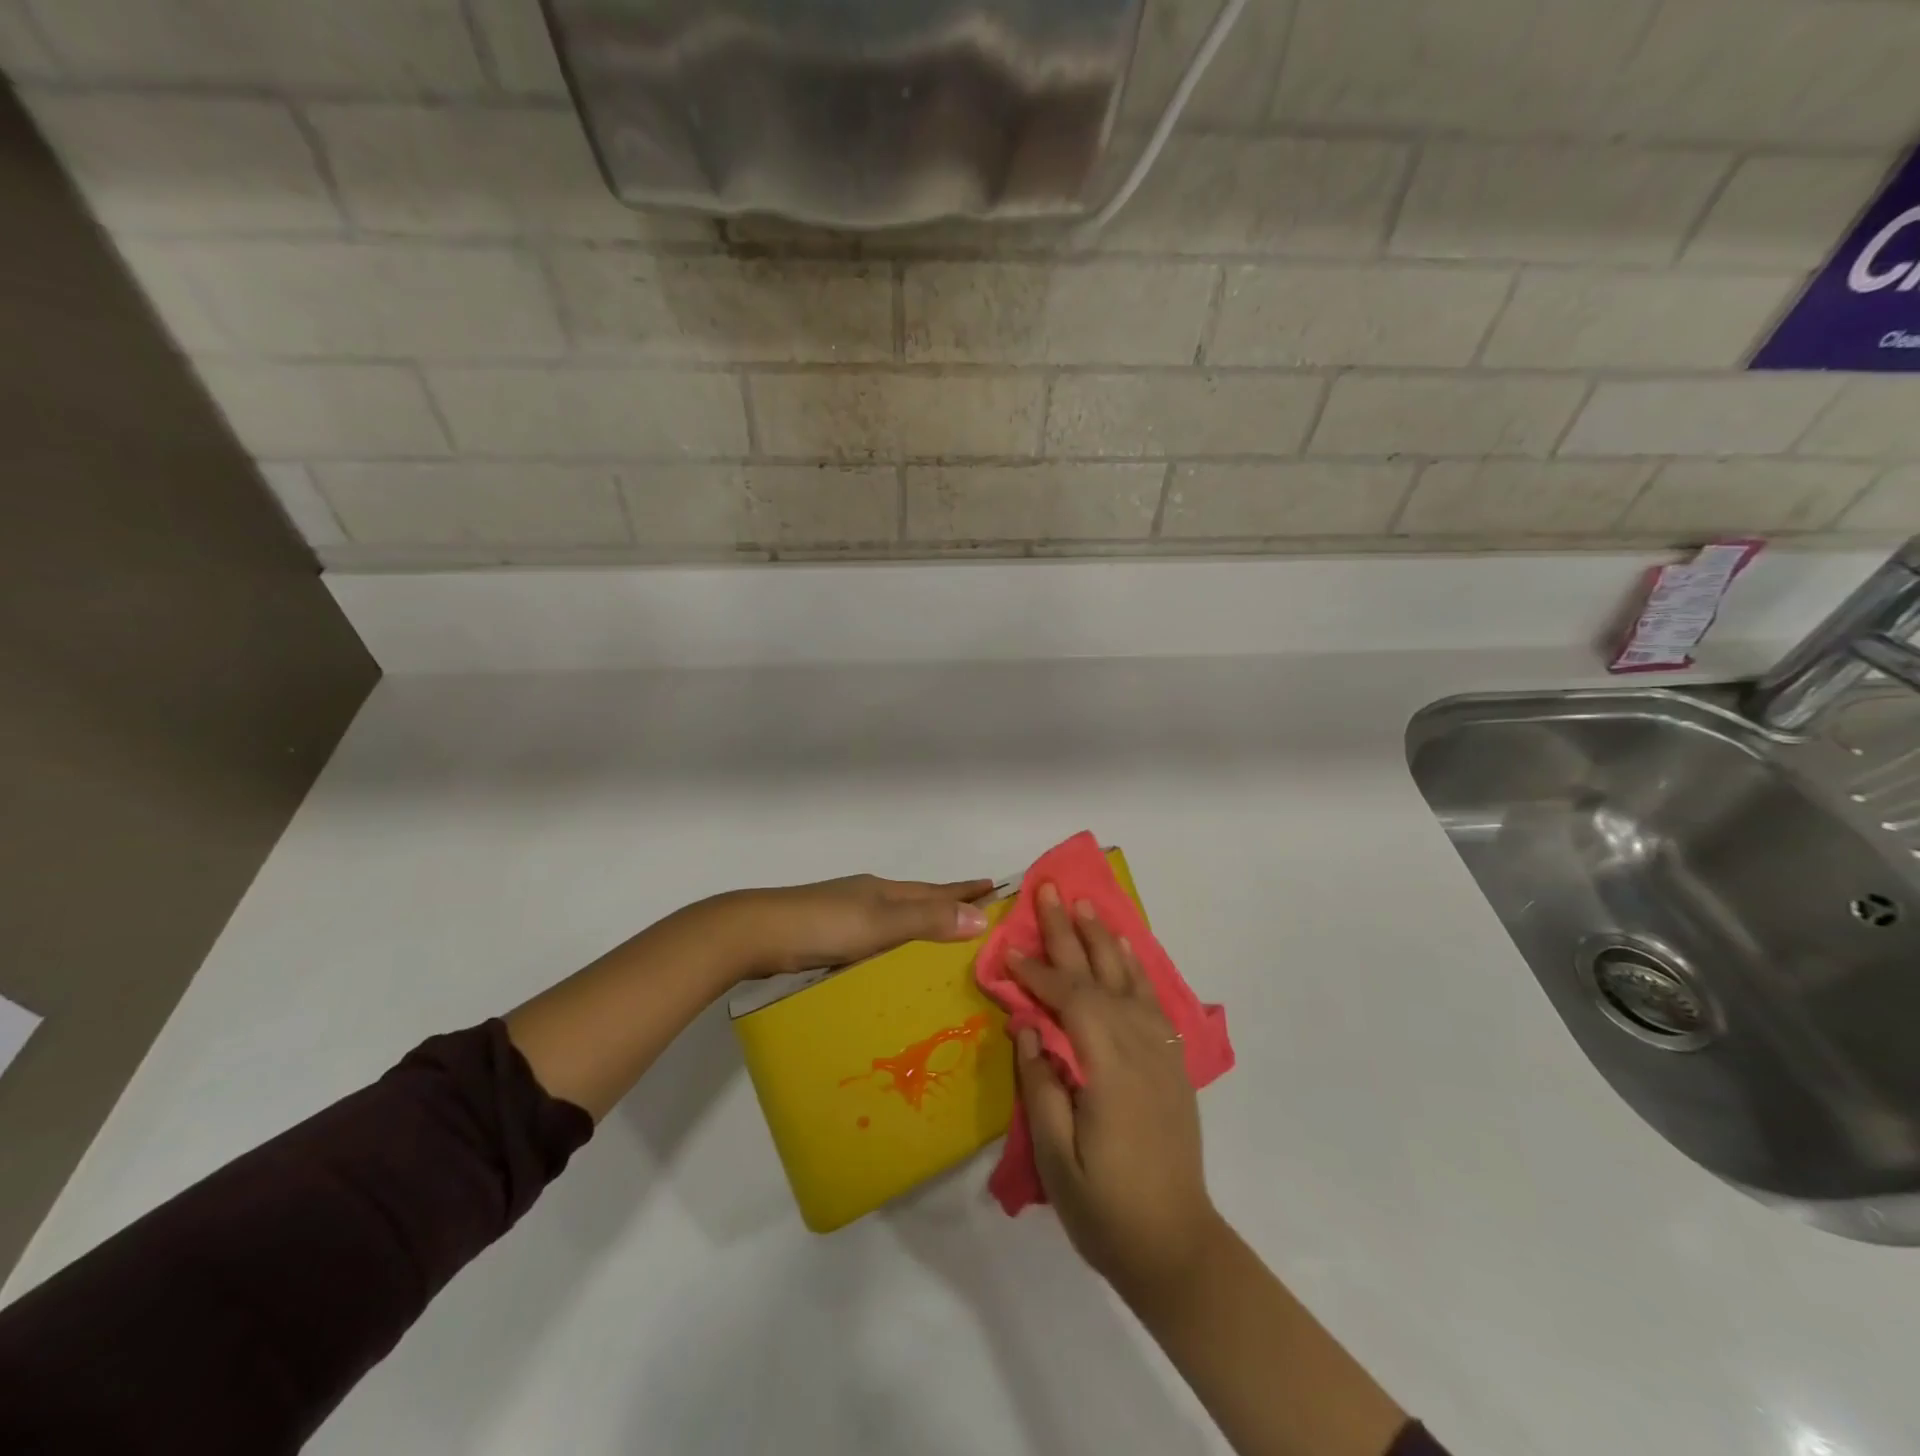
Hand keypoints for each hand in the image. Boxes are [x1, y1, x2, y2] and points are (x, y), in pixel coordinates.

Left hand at [717, 874, 995, 979]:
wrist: (755, 933)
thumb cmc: (822, 926)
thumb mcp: (880, 924)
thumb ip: (926, 920)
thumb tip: (981, 917)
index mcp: (884, 891)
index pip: (936, 890)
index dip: (966, 890)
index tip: (997, 888)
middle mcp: (869, 897)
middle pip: (918, 899)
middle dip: (948, 904)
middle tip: (978, 914)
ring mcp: (846, 914)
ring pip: (895, 917)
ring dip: (921, 922)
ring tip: (942, 937)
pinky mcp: (827, 934)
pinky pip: (875, 935)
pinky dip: (894, 941)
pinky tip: (891, 957)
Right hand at [1009, 886, 1223, 1308]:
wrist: (1176, 1245)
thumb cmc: (1105, 1207)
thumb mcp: (1056, 1156)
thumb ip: (1040, 1083)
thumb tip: (1026, 1024)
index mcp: (1109, 1066)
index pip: (1069, 999)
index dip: (1037, 971)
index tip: (1008, 949)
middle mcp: (1139, 1046)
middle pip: (1099, 975)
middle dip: (1069, 932)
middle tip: (1049, 889)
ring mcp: (1161, 1051)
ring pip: (1128, 979)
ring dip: (1104, 938)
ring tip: (1085, 905)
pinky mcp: (1171, 1062)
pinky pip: (1151, 999)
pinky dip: (1135, 967)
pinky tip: (1124, 949)